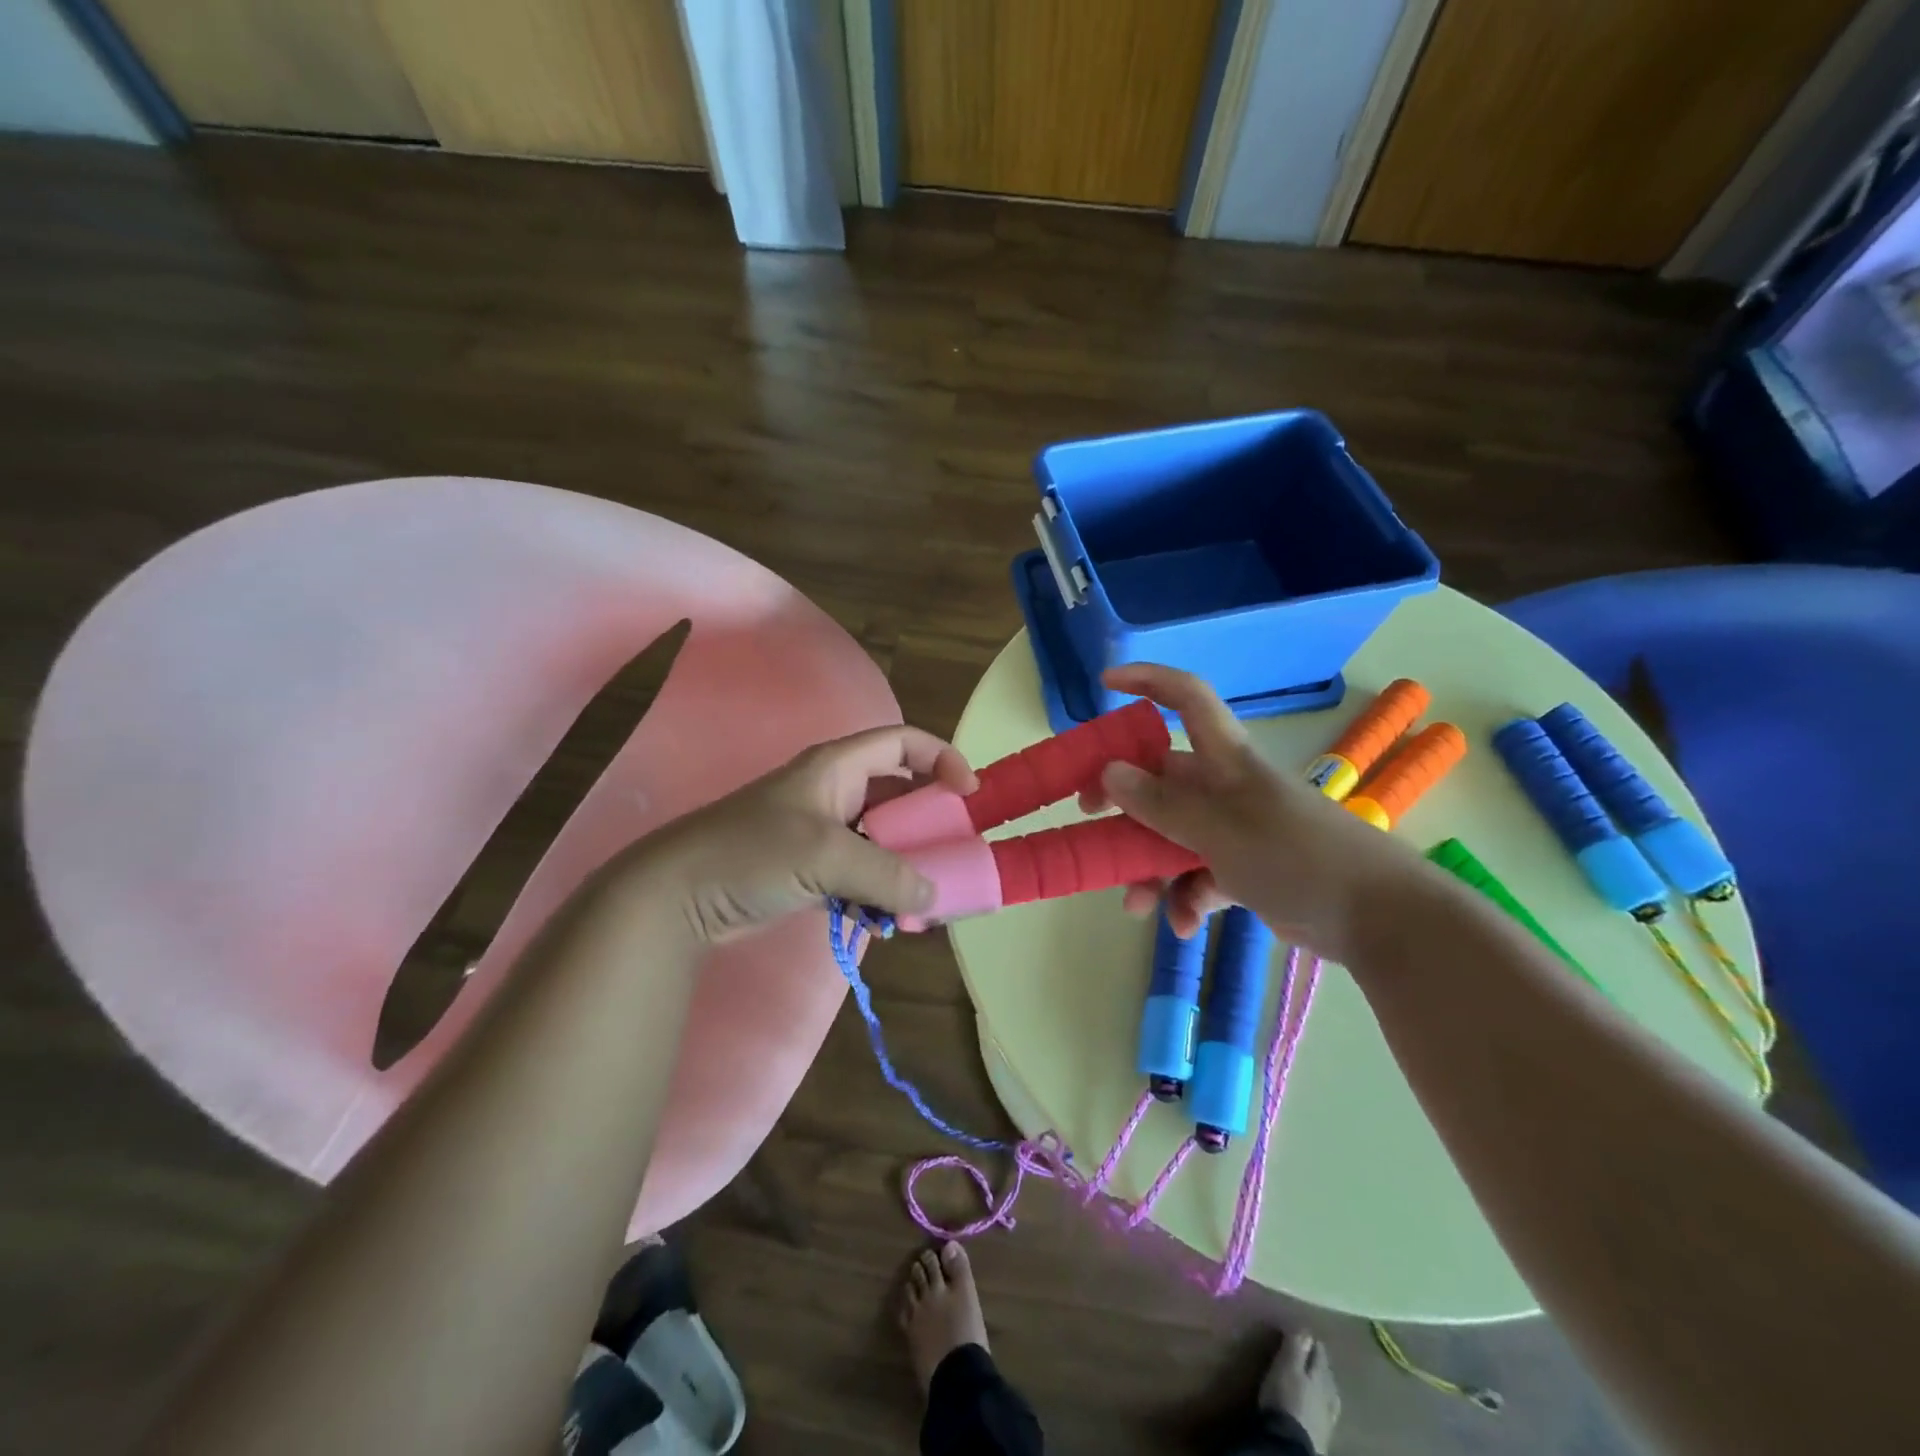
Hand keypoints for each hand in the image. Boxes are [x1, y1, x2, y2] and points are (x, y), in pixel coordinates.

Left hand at [632, 725, 977, 944]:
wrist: (678, 896)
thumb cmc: (751, 853)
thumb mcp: (824, 854)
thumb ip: (885, 874)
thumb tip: (933, 895)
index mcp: (837, 767)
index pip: (902, 742)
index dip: (942, 758)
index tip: (969, 794)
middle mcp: (835, 793)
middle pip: (900, 795)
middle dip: (930, 825)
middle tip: (955, 855)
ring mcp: (823, 833)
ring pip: (883, 840)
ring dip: (907, 867)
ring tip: (926, 899)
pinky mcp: (812, 869)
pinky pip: (862, 874)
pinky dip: (879, 892)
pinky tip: (888, 920)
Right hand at [1087, 664, 1416, 958]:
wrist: (1382, 918)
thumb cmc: (1298, 856)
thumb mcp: (1221, 830)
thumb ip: (1162, 805)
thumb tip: (1108, 772)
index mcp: (1226, 761)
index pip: (1187, 699)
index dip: (1148, 681)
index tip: (1104, 686)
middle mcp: (1226, 788)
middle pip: (1162, 779)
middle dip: (1123, 800)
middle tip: (1088, 816)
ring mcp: (1236, 830)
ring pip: (1173, 835)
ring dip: (1149, 867)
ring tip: (1136, 905)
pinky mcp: (1247, 870)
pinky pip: (1199, 875)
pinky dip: (1186, 897)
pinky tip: (1182, 925)